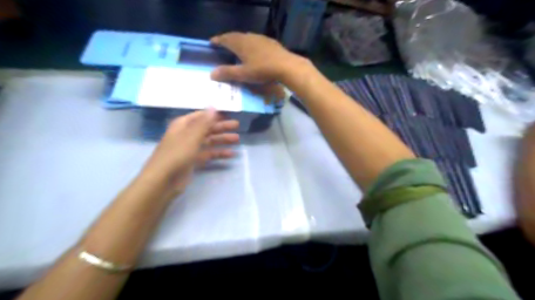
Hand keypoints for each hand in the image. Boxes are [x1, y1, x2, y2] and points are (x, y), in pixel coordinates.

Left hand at [140, 109, 238, 196]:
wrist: (163, 180)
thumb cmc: (177, 154)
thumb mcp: (192, 135)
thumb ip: (204, 122)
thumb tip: (213, 106)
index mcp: (183, 125)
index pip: (201, 116)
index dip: (214, 114)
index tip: (228, 114)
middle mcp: (187, 134)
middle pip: (207, 128)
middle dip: (221, 127)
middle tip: (237, 125)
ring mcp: (190, 148)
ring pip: (209, 141)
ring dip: (222, 139)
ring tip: (237, 139)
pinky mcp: (193, 161)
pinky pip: (208, 154)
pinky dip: (219, 153)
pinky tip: (230, 154)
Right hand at [210, 32, 309, 83]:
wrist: (286, 66)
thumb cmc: (262, 70)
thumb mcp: (243, 74)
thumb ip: (227, 73)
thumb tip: (211, 74)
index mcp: (240, 43)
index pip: (225, 39)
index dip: (217, 41)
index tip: (211, 43)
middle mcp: (249, 37)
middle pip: (235, 36)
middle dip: (228, 40)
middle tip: (223, 46)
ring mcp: (261, 38)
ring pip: (246, 37)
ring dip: (240, 42)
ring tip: (237, 49)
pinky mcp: (271, 42)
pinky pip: (256, 41)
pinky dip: (251, 45)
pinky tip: (254, 52)